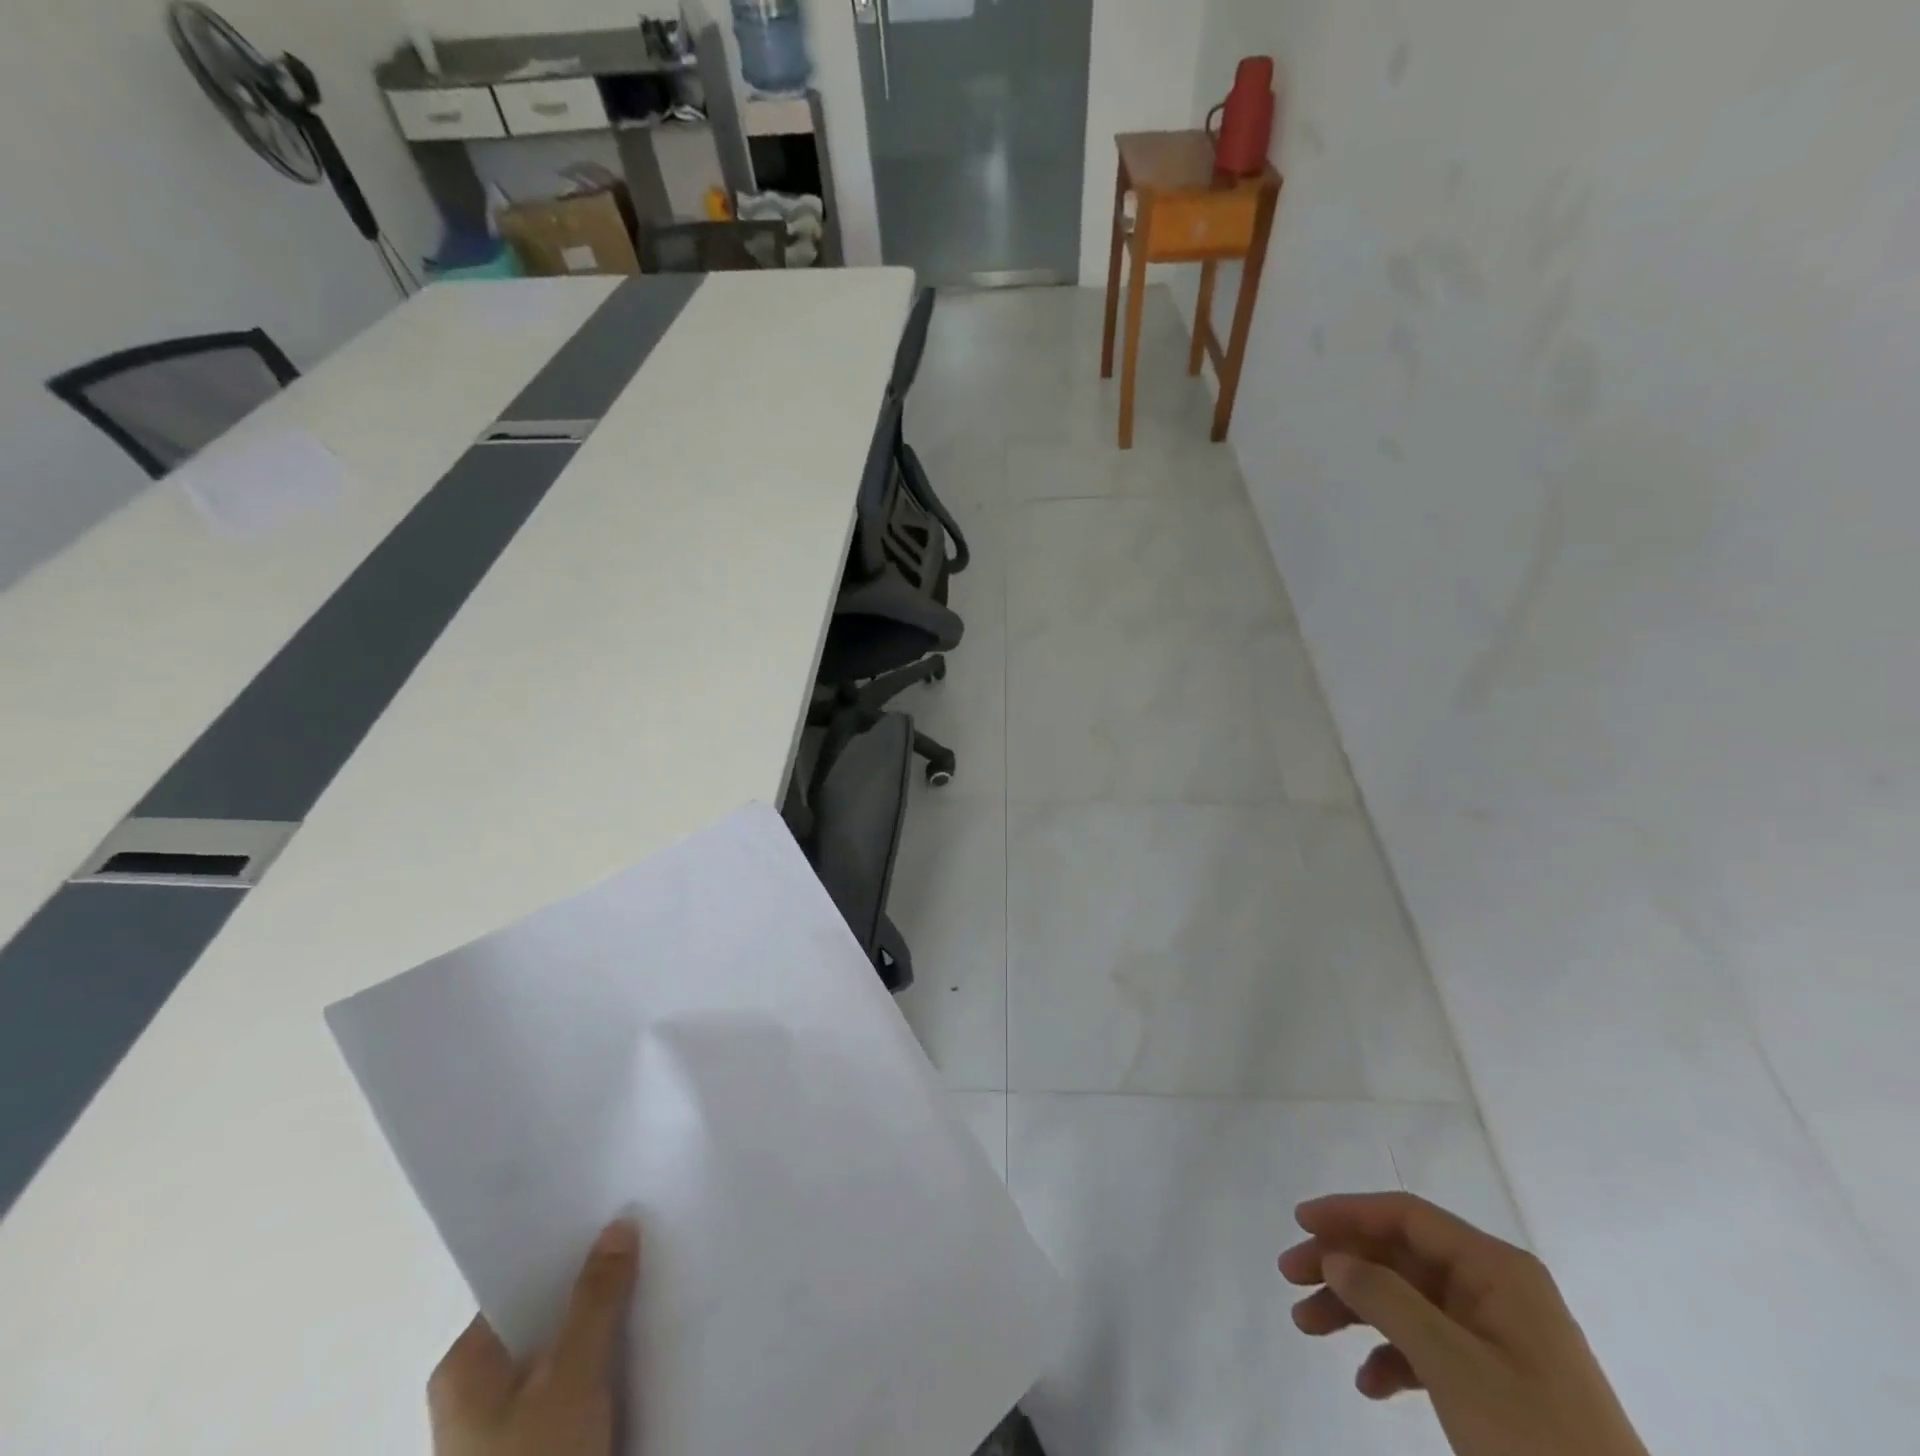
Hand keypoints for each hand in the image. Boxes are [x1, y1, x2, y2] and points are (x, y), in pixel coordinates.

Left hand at [429, 1220, 639, 1455]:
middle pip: (546, 1315)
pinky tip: (642, 1340)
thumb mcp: (572, 1377)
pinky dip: (604, 1362)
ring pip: (564, 1350)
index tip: (619, 1216)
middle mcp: (476, 1390)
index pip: (522, 1282)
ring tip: (654, 1281)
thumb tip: (619, 1224)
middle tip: (647, 1243)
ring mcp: (504, 1425)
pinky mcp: (536, 1446)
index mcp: (464, 1366)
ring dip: (604, 1325)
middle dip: (595, 1285)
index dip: (571, 1248)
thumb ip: (597, 1298)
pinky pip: (573, 1383)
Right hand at [1279, 1193, 1646, 1455]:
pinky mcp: (1499, 1379)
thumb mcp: (1453, 1366)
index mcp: (1497, 1269)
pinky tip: (1368, 1382)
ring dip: (1356, 1309)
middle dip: (1343, 1265)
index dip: (1348, 1212)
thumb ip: (1387, 1299)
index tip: (1299, 1223)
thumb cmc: (1536, 1441)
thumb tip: (1334, 1256)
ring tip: (1307, 1326)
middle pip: (1400, 1255)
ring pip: (1407, 1299)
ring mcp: (1499, 1336)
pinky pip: (1430, 1345)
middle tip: (1290, 1278)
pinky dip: (1392, 1356)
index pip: (1406, 1216)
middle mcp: (1496, 1289)